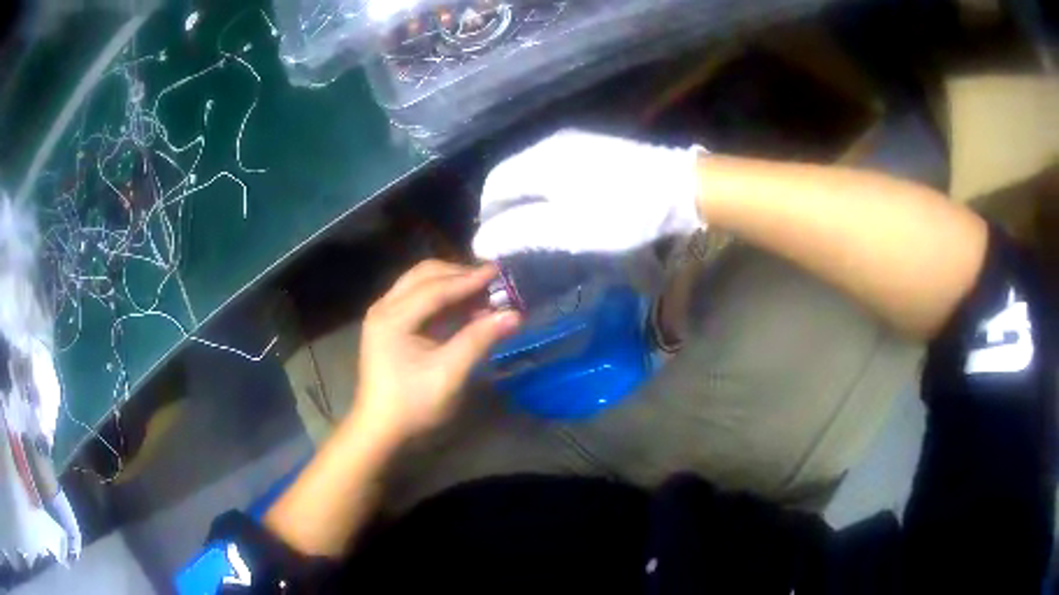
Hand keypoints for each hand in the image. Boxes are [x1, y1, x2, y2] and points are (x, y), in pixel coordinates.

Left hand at [352, 260, 520, 443]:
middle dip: (459, 275)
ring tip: (482, 291)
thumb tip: (514, 315)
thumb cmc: (412, 405)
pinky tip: (463, 306)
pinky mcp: (389, 325)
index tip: (499, 272)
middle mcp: (384, 307)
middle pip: (424, 276)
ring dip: (451, 283)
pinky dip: (442, 297)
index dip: (468, 279)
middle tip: (492, 282)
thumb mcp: (448, 374)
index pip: (435, 288)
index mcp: (392, 318)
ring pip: (420, 283)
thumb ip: (479, 340)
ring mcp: (383, 314)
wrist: (380, 430)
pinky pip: (417, 298)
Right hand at [473, 129, 704, 259]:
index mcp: (539, 160)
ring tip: (539, 231)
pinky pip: (556, 169)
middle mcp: (551, 144)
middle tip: (517, 242)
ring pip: (534, 172)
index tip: (497, 246)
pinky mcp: (595, 148)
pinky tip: (566, 210)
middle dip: (507, 209)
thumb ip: (519, 233)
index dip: (488, 216)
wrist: (682, 188)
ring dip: (528, 201)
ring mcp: (575, 142)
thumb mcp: (567, 229)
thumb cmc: (623, 212)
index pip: (493, 184)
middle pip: (512, 176)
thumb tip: (479, 242)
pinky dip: (549, 191)